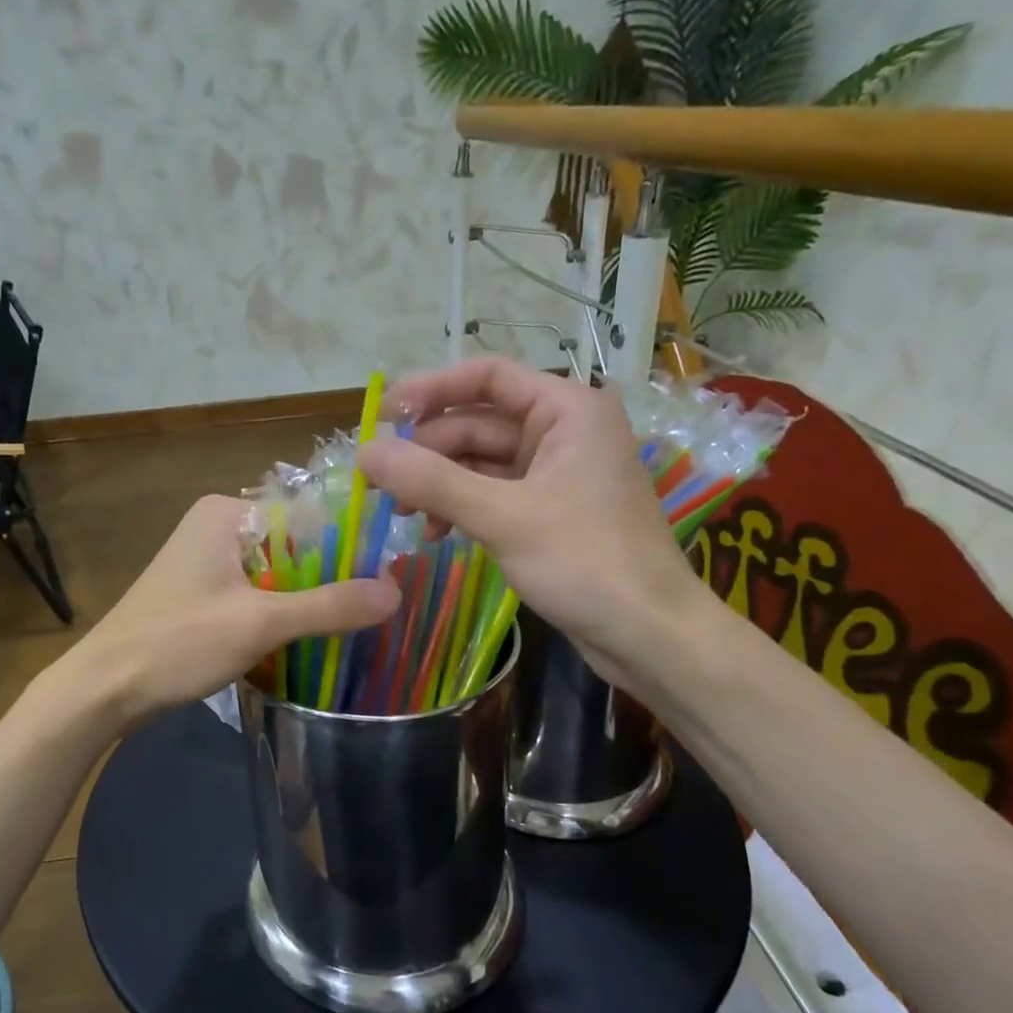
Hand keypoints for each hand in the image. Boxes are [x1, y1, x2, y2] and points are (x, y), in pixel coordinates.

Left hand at [64, 495, 398, 730]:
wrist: (104, 689)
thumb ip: (329, 607)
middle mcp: (216, 528)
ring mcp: (205, 563)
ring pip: (276, 575)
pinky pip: (255, 595)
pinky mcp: (200, 596)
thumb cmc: (178, 643)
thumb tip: (396, 591)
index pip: (307, 515)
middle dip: (328, 578)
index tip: (386, 576)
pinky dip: (278, 615)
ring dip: (305, 601)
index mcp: (227, 513)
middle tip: (376, 608)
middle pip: (293, 546)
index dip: (347, 545)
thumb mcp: (260, 623)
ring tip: (353, 626)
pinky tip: (307, 640)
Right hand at [358, 357, 714, 695]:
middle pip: (477, 423)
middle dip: (427, 451)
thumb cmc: (586, 562)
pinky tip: (433, 532)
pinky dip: (459, 507)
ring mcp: (555, 474)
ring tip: (399, 514)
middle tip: (378, 483)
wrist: (649, 634)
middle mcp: (562, 432)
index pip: (488, 377)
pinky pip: (491, 494)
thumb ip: (430, 482)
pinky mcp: (548, 512)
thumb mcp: (502, 517)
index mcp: (567, 410)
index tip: (383, 416)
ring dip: (438, 484)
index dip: (432, 389)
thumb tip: (364, 453)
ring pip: (480, 462)